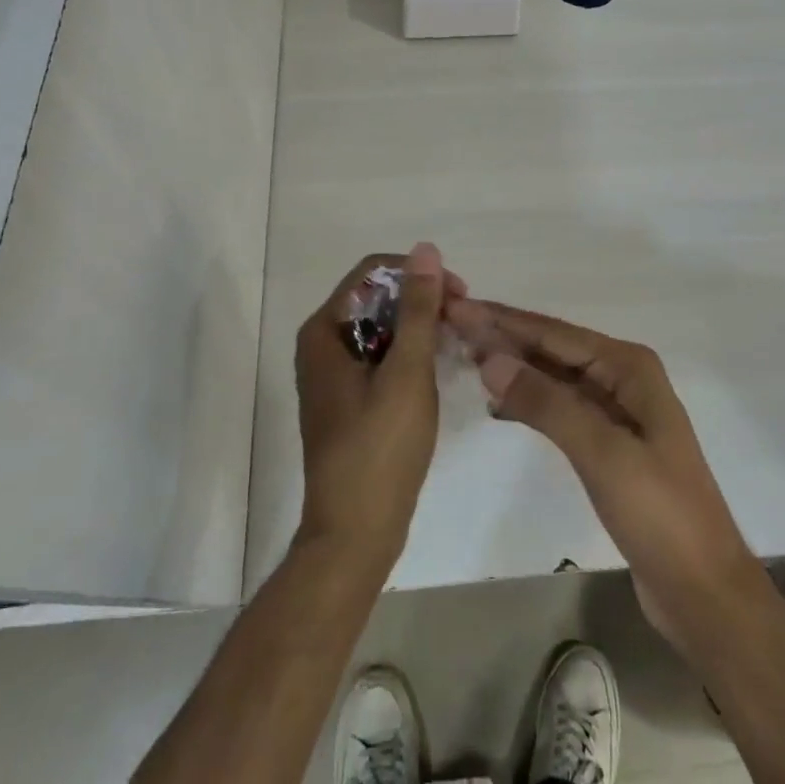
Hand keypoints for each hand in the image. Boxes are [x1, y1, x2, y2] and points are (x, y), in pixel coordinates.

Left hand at [295, 244, 459, 574]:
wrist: (354, 536)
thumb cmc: (379, 449)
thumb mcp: (406, 372)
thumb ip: (418, 308)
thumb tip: (426, 249)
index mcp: (324, 330)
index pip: (373, 273)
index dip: (417, 274)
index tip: (459, 295)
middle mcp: (322, 344)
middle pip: (376, 298)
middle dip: (420, 302)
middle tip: (462, 323)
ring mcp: (333, 374)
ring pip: (381, 328)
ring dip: (418, 329)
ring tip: (455, 345)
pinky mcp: (347, 399)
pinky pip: (380, 357)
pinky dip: (408, 355)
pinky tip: (436, 371)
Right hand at [445, 299, 771, 658]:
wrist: (704, 593)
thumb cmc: (659, 514)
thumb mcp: (601, 452)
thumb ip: (545, 401)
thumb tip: (490, 357)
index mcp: (628, 366)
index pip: (552, 332)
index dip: (503, 319)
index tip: (457, 307)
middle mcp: (622, 377)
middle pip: (552, 348)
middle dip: (504, 337)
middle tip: (451, 326)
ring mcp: (615, 411)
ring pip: (553, 376)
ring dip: (513, 367)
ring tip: (465, 357)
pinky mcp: (608, 444)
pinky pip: (559, 406)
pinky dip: (528, 401)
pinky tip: (498, 404)